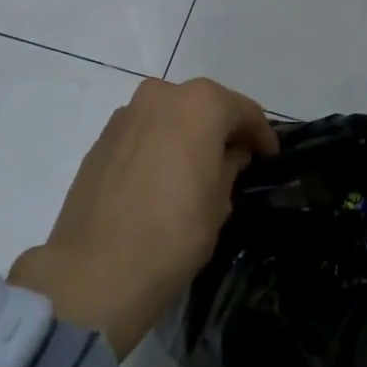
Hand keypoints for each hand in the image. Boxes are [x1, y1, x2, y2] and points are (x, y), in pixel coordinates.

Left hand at [10, 77, 278, 353]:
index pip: (242, 110)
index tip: (269, 157)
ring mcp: (124, 116)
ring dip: (187, 134)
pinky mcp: (99, 141)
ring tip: (197, 168)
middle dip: (221, 128)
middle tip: (236, 159)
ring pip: (169, 116)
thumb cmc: (174, 233)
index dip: (260, 134)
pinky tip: (163, 177)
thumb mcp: (220, 202)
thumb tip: (231, 154)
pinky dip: (159, 145)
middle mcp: (160, 96)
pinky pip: (142, 134)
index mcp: (199, 104)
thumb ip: (229, 166)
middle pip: (202, 105)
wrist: (96, 270)